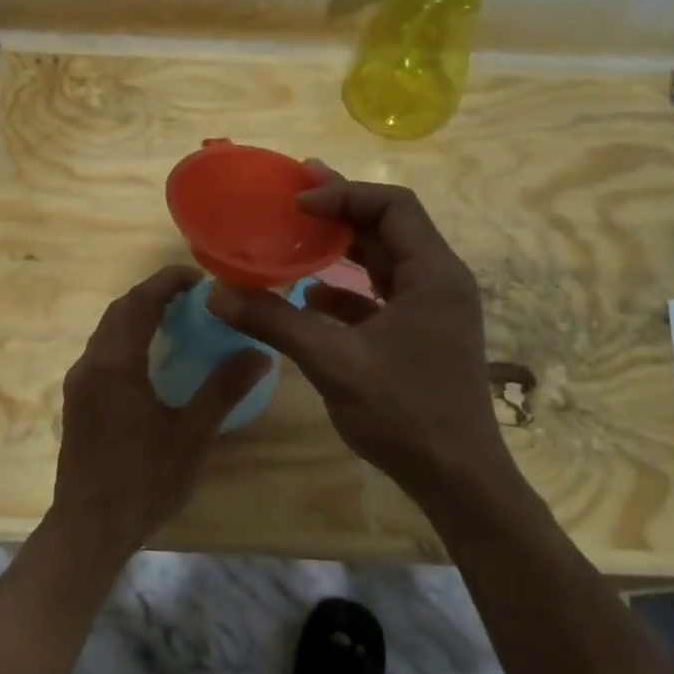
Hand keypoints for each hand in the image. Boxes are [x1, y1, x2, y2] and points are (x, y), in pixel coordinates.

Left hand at [50, 265, 271, 560]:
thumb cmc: (143, 480)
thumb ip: (223, 389)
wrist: (89, 527)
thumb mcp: (192, 435)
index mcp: (116, 363)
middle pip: (120, 310)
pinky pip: (101, 351)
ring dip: (137, 315)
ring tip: (175, 318)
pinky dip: (126, 338)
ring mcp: (79, 382)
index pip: (140, 302)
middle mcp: (91, 363)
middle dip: (153, 294)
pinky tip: (150, 357)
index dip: (167, 282)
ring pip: (106, 330)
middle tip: (192, 295)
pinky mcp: (76, 400)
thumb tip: (260, 353)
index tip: (198, 277)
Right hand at [207, 165, 507, 502]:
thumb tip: (216, 294)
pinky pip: (381, 295)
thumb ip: (276, 322)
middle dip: (341, 210)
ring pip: (385, 261)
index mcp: (433, 273)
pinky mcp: (421, 334)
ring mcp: (432, 309)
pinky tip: (310, 297)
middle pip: (389, 226)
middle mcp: (439, 281)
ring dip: (343, 248)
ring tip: (297, 235)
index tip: (296, 202)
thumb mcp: (333, 362)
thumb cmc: (405, 413)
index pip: (392, 206)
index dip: (342, 195)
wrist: (457, 479)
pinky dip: (347, 289)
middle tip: (293, 197)